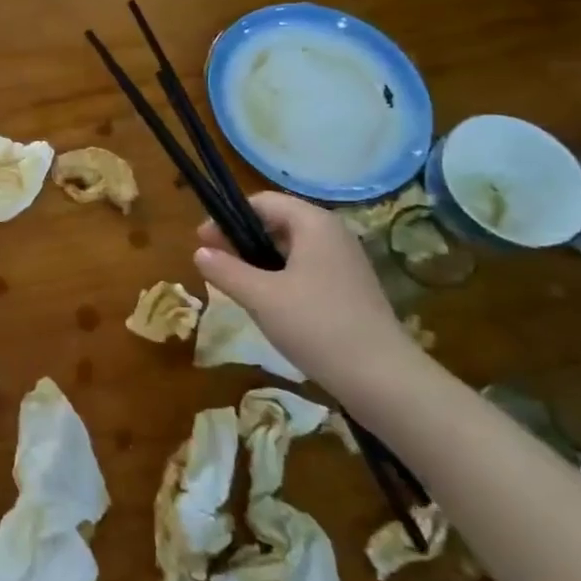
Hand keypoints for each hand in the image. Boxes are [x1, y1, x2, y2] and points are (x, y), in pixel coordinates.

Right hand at [194, 192, 418, 386]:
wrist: (381, 378)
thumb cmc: (316, 325)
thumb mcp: (260, 297)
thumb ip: (225, 270)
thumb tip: (199, 252)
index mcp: (314, 223)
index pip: (262, 202)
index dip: (228, 218)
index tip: (203, 243)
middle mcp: (333, 234)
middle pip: (277, 222)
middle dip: (241, 239)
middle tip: (215, 264)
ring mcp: (345, 262)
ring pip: (291, 248)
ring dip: (259, 260)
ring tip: (235, 285)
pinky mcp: (349, 288)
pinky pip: (305, 269)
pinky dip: (280, 277)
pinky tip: (267, 303)